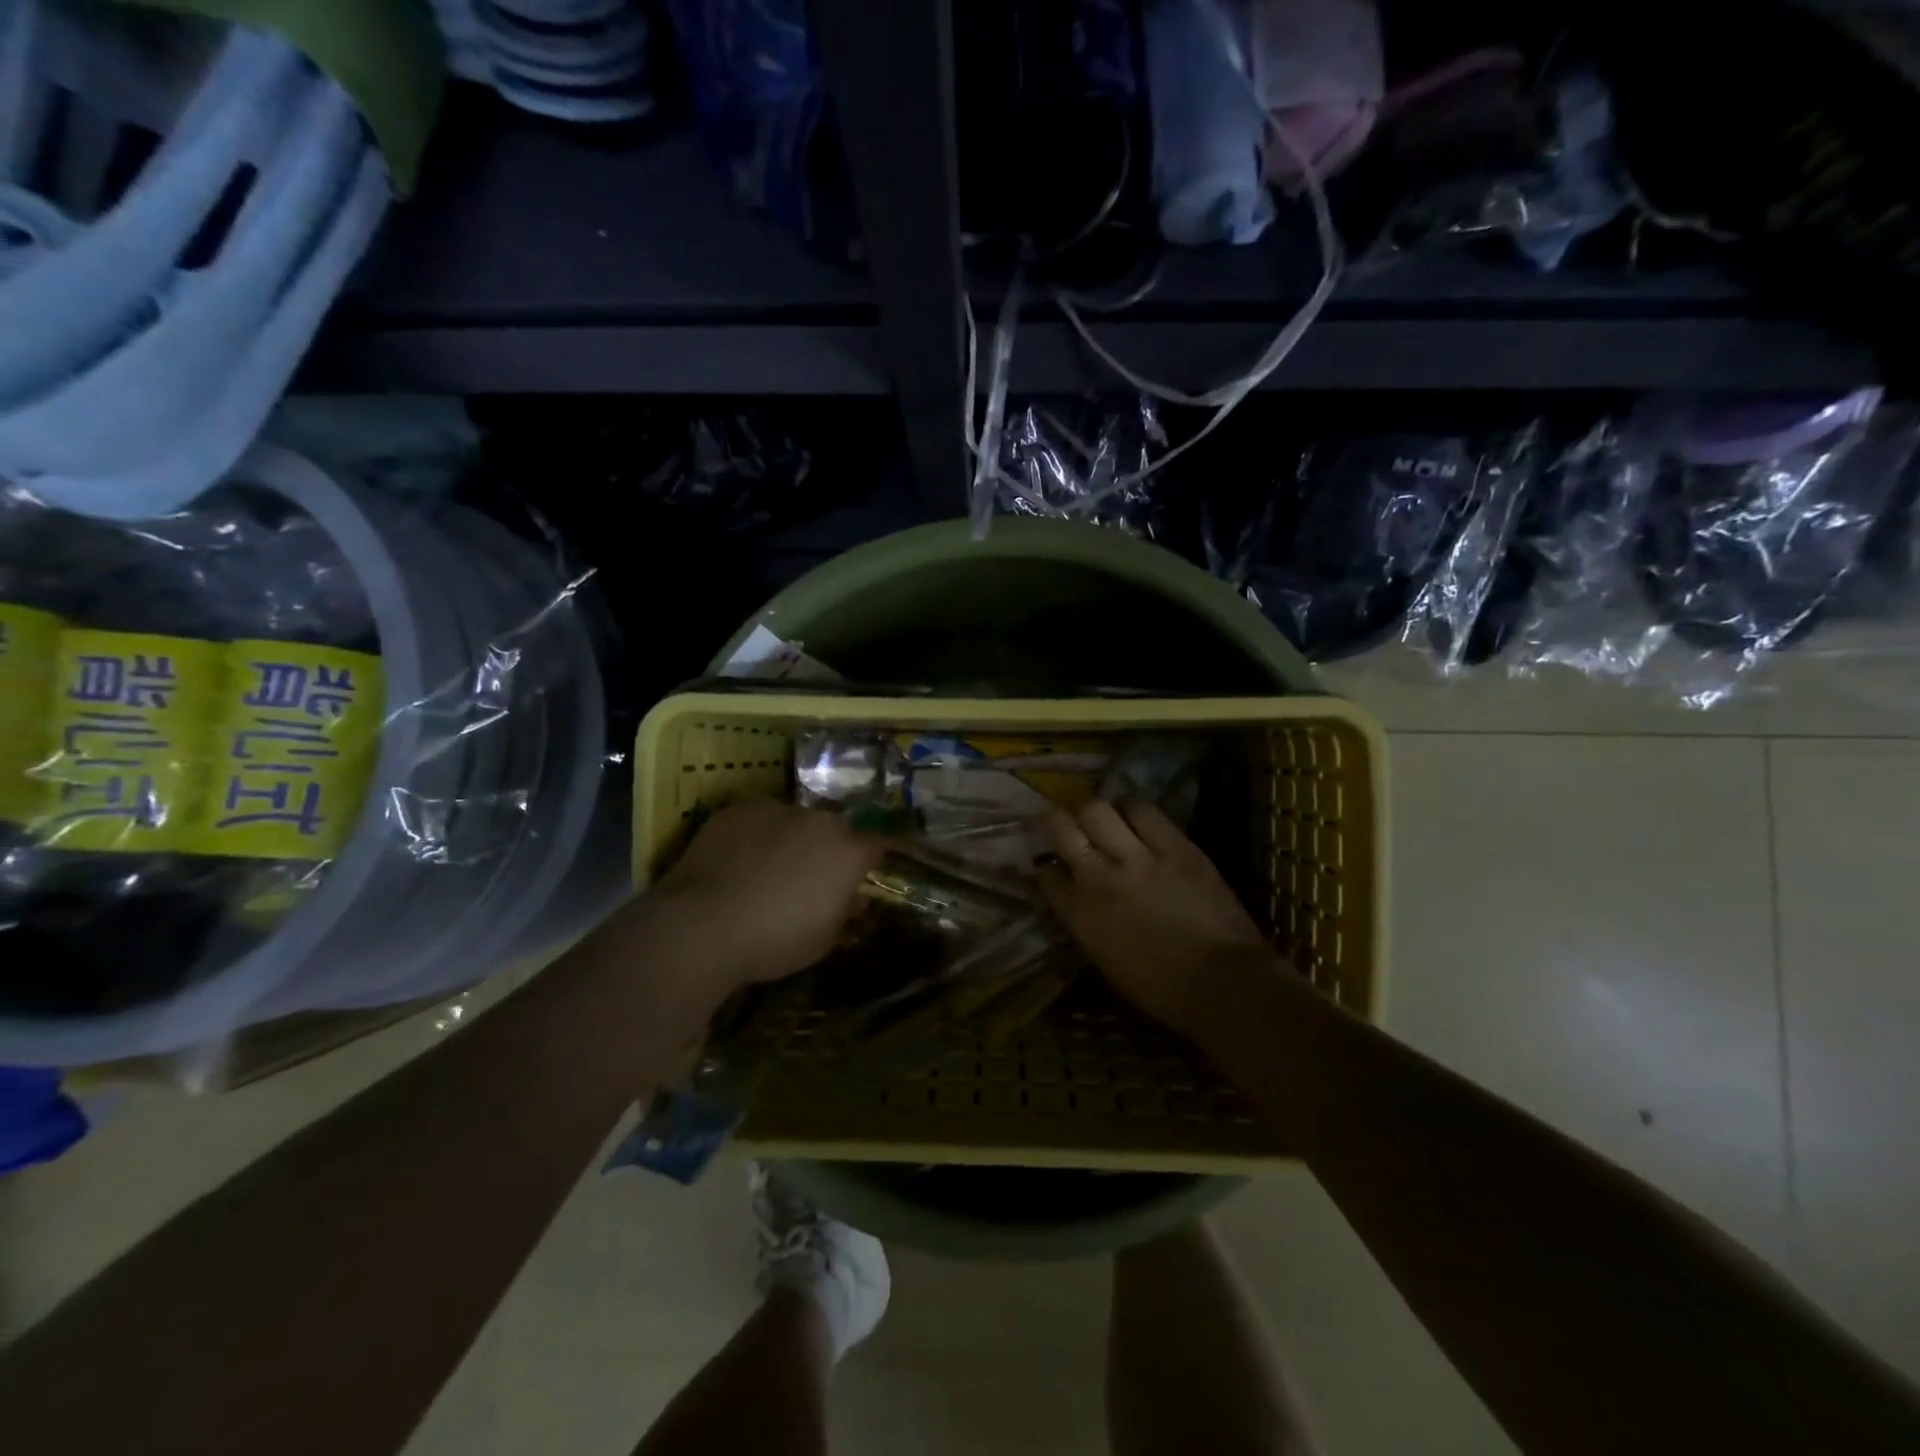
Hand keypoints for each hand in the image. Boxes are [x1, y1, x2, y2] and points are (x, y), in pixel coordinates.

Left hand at [649, 799, 888, 988]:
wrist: (701, 925)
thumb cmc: (774, 940)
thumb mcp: (823, 940)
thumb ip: (844, 912)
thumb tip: (854, 899)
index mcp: (848, 852)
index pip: (878, 845)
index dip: (872, 861)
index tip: (863, 876)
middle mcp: (819, 821)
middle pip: (836, 828)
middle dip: (831, 848)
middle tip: (813, 877)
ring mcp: (777, 809)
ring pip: (795, 820)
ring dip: (793, 838)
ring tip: (770, 868)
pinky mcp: (738, 809)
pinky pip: (758, 819)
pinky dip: (756, 834)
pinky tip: (739, 859)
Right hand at [1039, 800, 1277, 1038]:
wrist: (1223, 983)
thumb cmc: (1161, 989)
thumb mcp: (1105, 960)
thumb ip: (1084, 922)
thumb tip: (1075, 898)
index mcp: (1080, 914)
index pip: (1044, 873)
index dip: (1044, 864)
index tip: (1051, 863)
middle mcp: (1098, 877)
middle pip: (1060, 826)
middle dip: (1057, 822)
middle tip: (1068, 827)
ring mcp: (1137, 857)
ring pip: (1096, 809)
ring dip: (1094, 811)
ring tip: (1104, 817)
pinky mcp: (1175, 845)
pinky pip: (1142, 810)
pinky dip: (1131, 807)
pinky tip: (1133, 815)